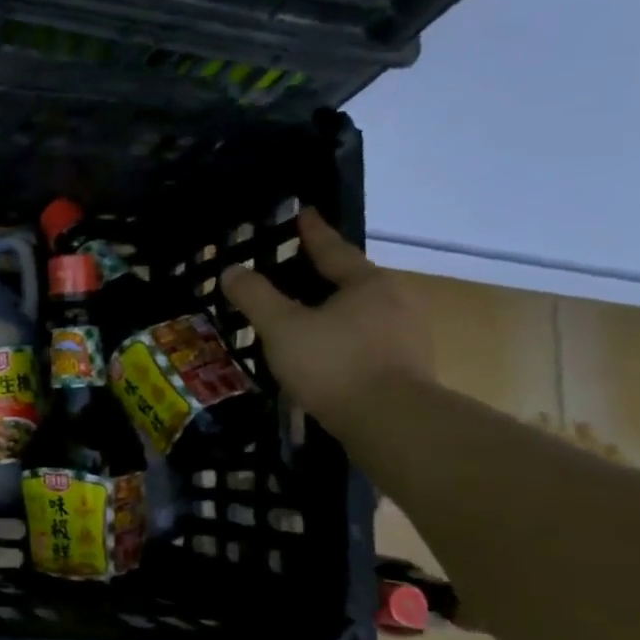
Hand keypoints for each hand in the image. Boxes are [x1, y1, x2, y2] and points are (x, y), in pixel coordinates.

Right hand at [219, 209, 434, 440]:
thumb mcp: (283, 328)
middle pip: (352, 282)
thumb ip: (256, 297)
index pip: (333, 249)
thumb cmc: (335, 364)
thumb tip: (232, 270)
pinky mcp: (407, 371)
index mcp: (367, 284)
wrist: (392, 425)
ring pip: (361, 315)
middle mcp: (395, 303)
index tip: (303, 214)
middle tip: (296, 272)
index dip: (312, 232)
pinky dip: (344, 342)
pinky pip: (367, 344)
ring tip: (306, 318)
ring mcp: (407, 339)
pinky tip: (325, 356)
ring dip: (334, 313)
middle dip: (324, 276)